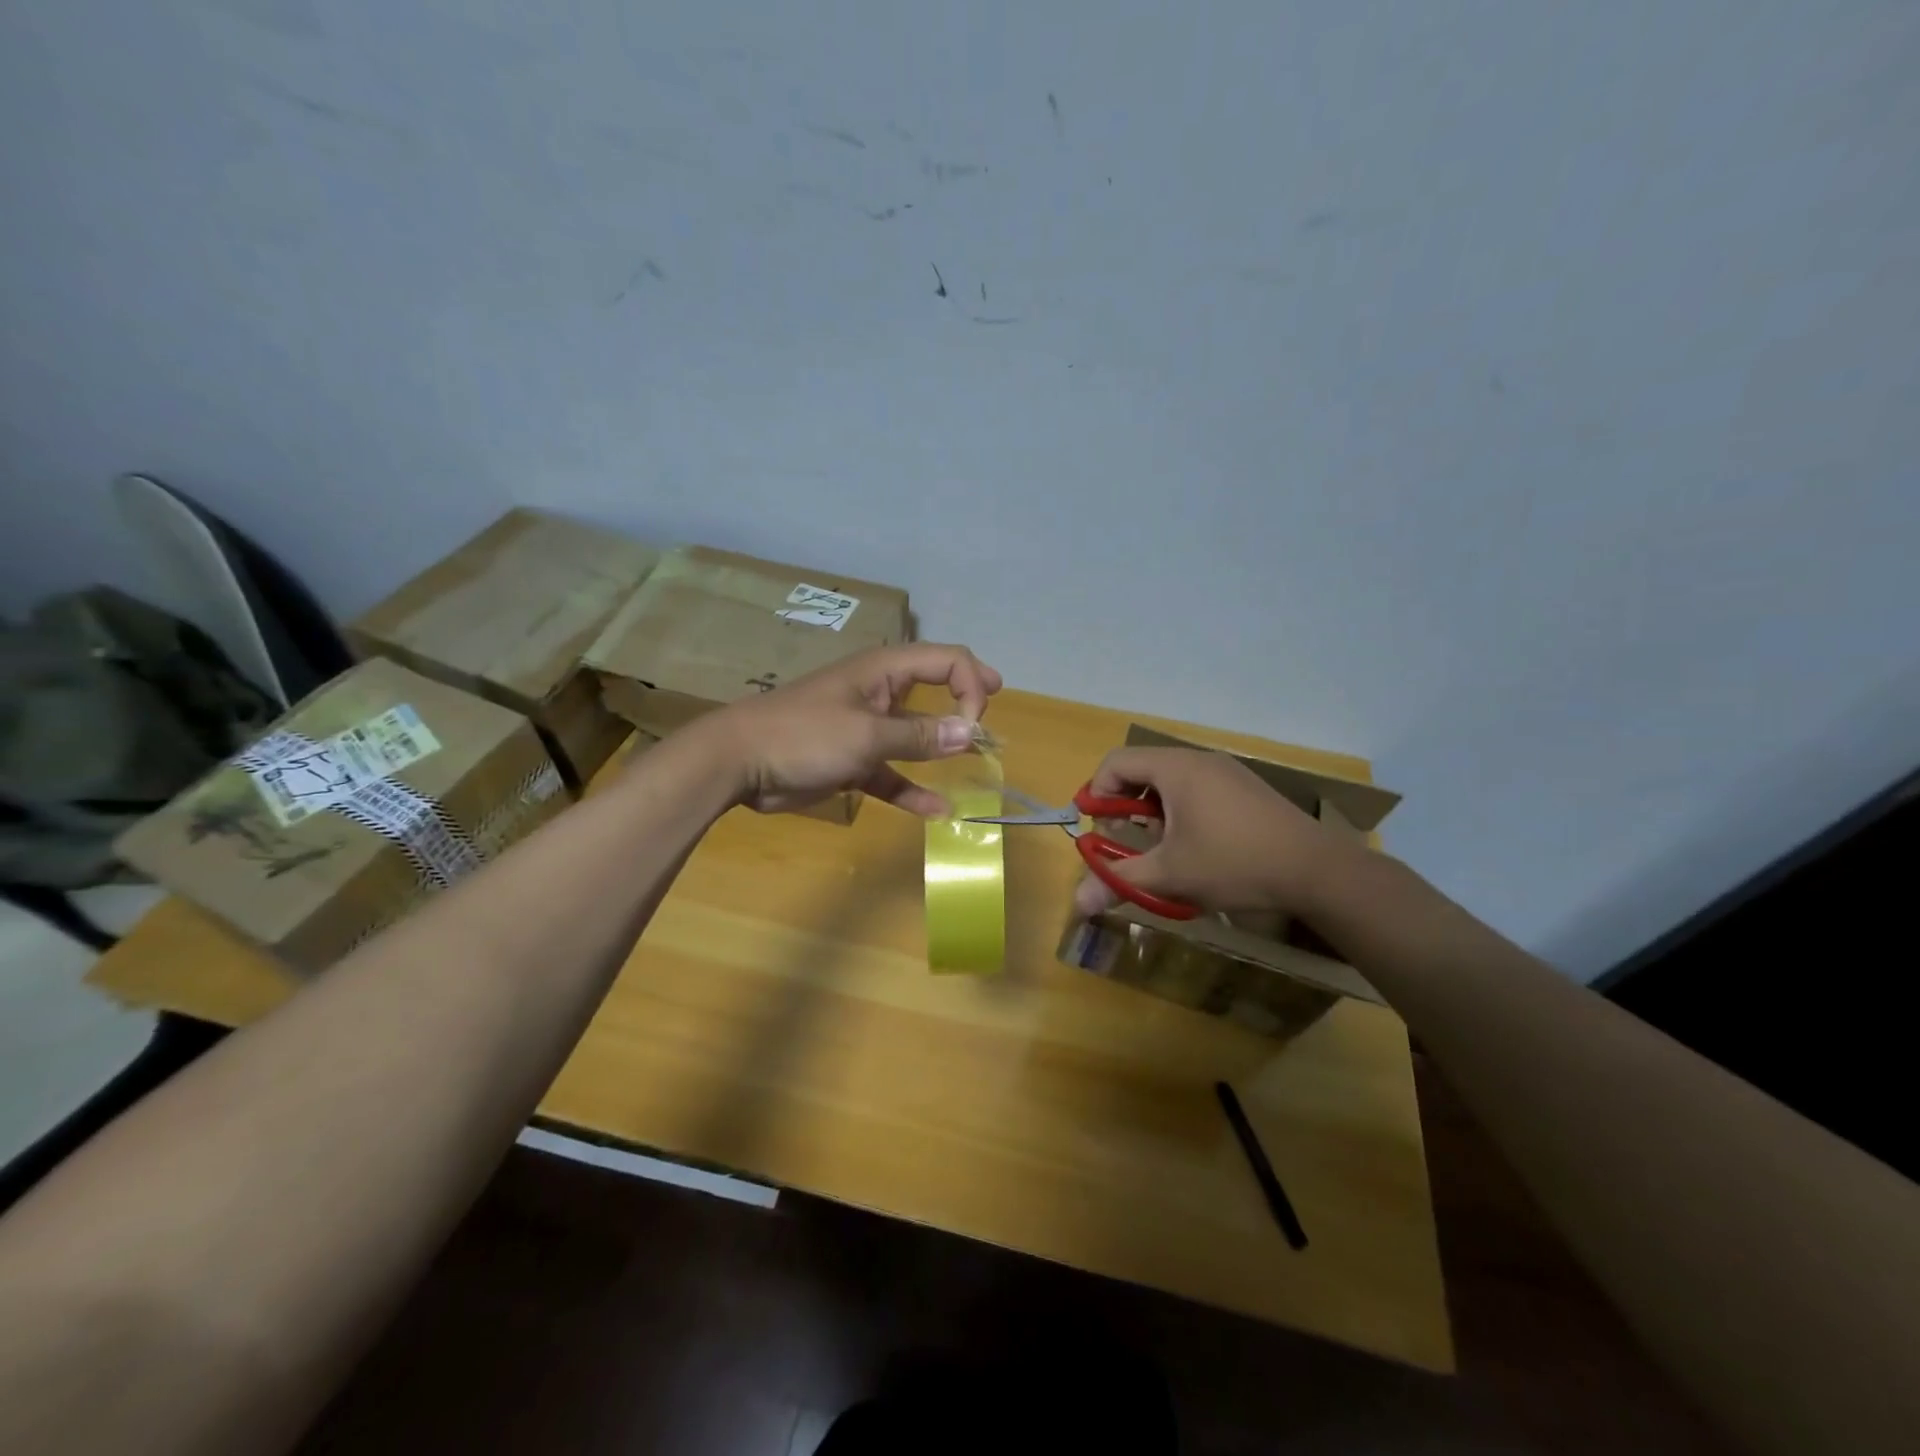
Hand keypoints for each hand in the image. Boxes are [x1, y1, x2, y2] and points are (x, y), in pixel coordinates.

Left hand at [706, 643, 1002, 816]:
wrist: (739, 762)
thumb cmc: (804, 735)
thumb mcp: (867, 735)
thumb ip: (920, 736)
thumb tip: (971, 732)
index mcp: (883, 671)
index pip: (945, 660)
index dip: (970, 684)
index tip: (975, 725)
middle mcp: (879, 694)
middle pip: (933, 687)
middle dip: (965, 698)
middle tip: (993, 705)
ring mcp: (865, 728)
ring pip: (916, 734)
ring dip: (943, 746)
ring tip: (978, 760)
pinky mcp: (852, 761)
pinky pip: (892, 773)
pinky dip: (912, 789)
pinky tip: (937, 812)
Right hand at [1071, 747, 1360, 916]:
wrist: (1318, 871)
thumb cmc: (1234, 863)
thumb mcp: (1171, 875)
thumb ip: (1119, 882)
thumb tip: (1077, 903)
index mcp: (1176, 768)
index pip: (1116, 762)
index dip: (1097, 794)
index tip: (1100, 831)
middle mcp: (1199, 760)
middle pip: (1142, 770)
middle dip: (1125, 808)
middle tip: (1128, 843)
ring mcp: (1227, 772)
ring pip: (1170, 783)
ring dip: (1153, 814)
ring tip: (1163, 850)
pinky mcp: (1246, 789)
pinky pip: (1197, 790)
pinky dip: (1181, 813)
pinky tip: (1196, 849)